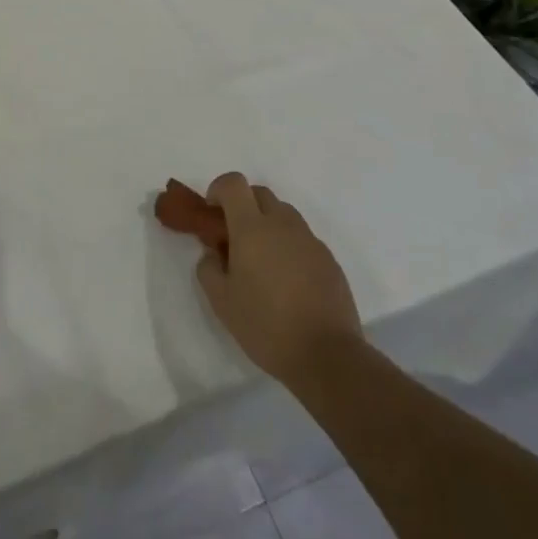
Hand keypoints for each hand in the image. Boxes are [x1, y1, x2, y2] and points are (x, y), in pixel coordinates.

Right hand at [194, 172, 362, 387]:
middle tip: (234, 237)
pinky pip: (302, 238)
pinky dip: (289, 246)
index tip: (213, 214)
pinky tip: (288, 281)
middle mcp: (282, 224)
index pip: (234, 183)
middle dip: (243, 205)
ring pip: (284, 214)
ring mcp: (309, 240)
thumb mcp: (221, 302)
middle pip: (260, 193)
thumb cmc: (266, 326)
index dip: (219, 189)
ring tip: (262, 261)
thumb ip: (208, 268)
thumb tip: (213, 253)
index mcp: (252, 228)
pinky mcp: (329, 259)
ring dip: (267, 224)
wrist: (327, 356)